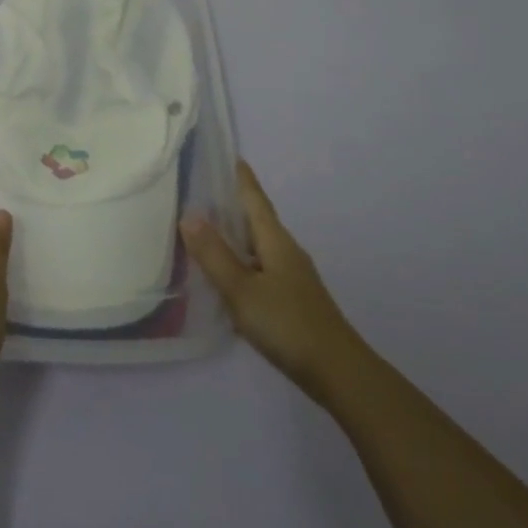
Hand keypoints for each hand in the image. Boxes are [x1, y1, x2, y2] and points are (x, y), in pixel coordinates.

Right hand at [182, 160, 367, 399]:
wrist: (338, 373)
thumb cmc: (287, 323)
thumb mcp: (242, 289)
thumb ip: (214, 254)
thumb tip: (188, 214)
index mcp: (275, 241)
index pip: (255, 199)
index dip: (242, 178)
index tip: (230, 155)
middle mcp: (286, 251)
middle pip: (257, 220)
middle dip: (233, 204)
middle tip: (202, 190)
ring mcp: (292, 277)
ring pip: (258, 246)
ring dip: (235, 235)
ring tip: (205, 229)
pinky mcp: (292, 300)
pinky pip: (259, 268)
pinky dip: (240, 262)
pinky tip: (225, 275)